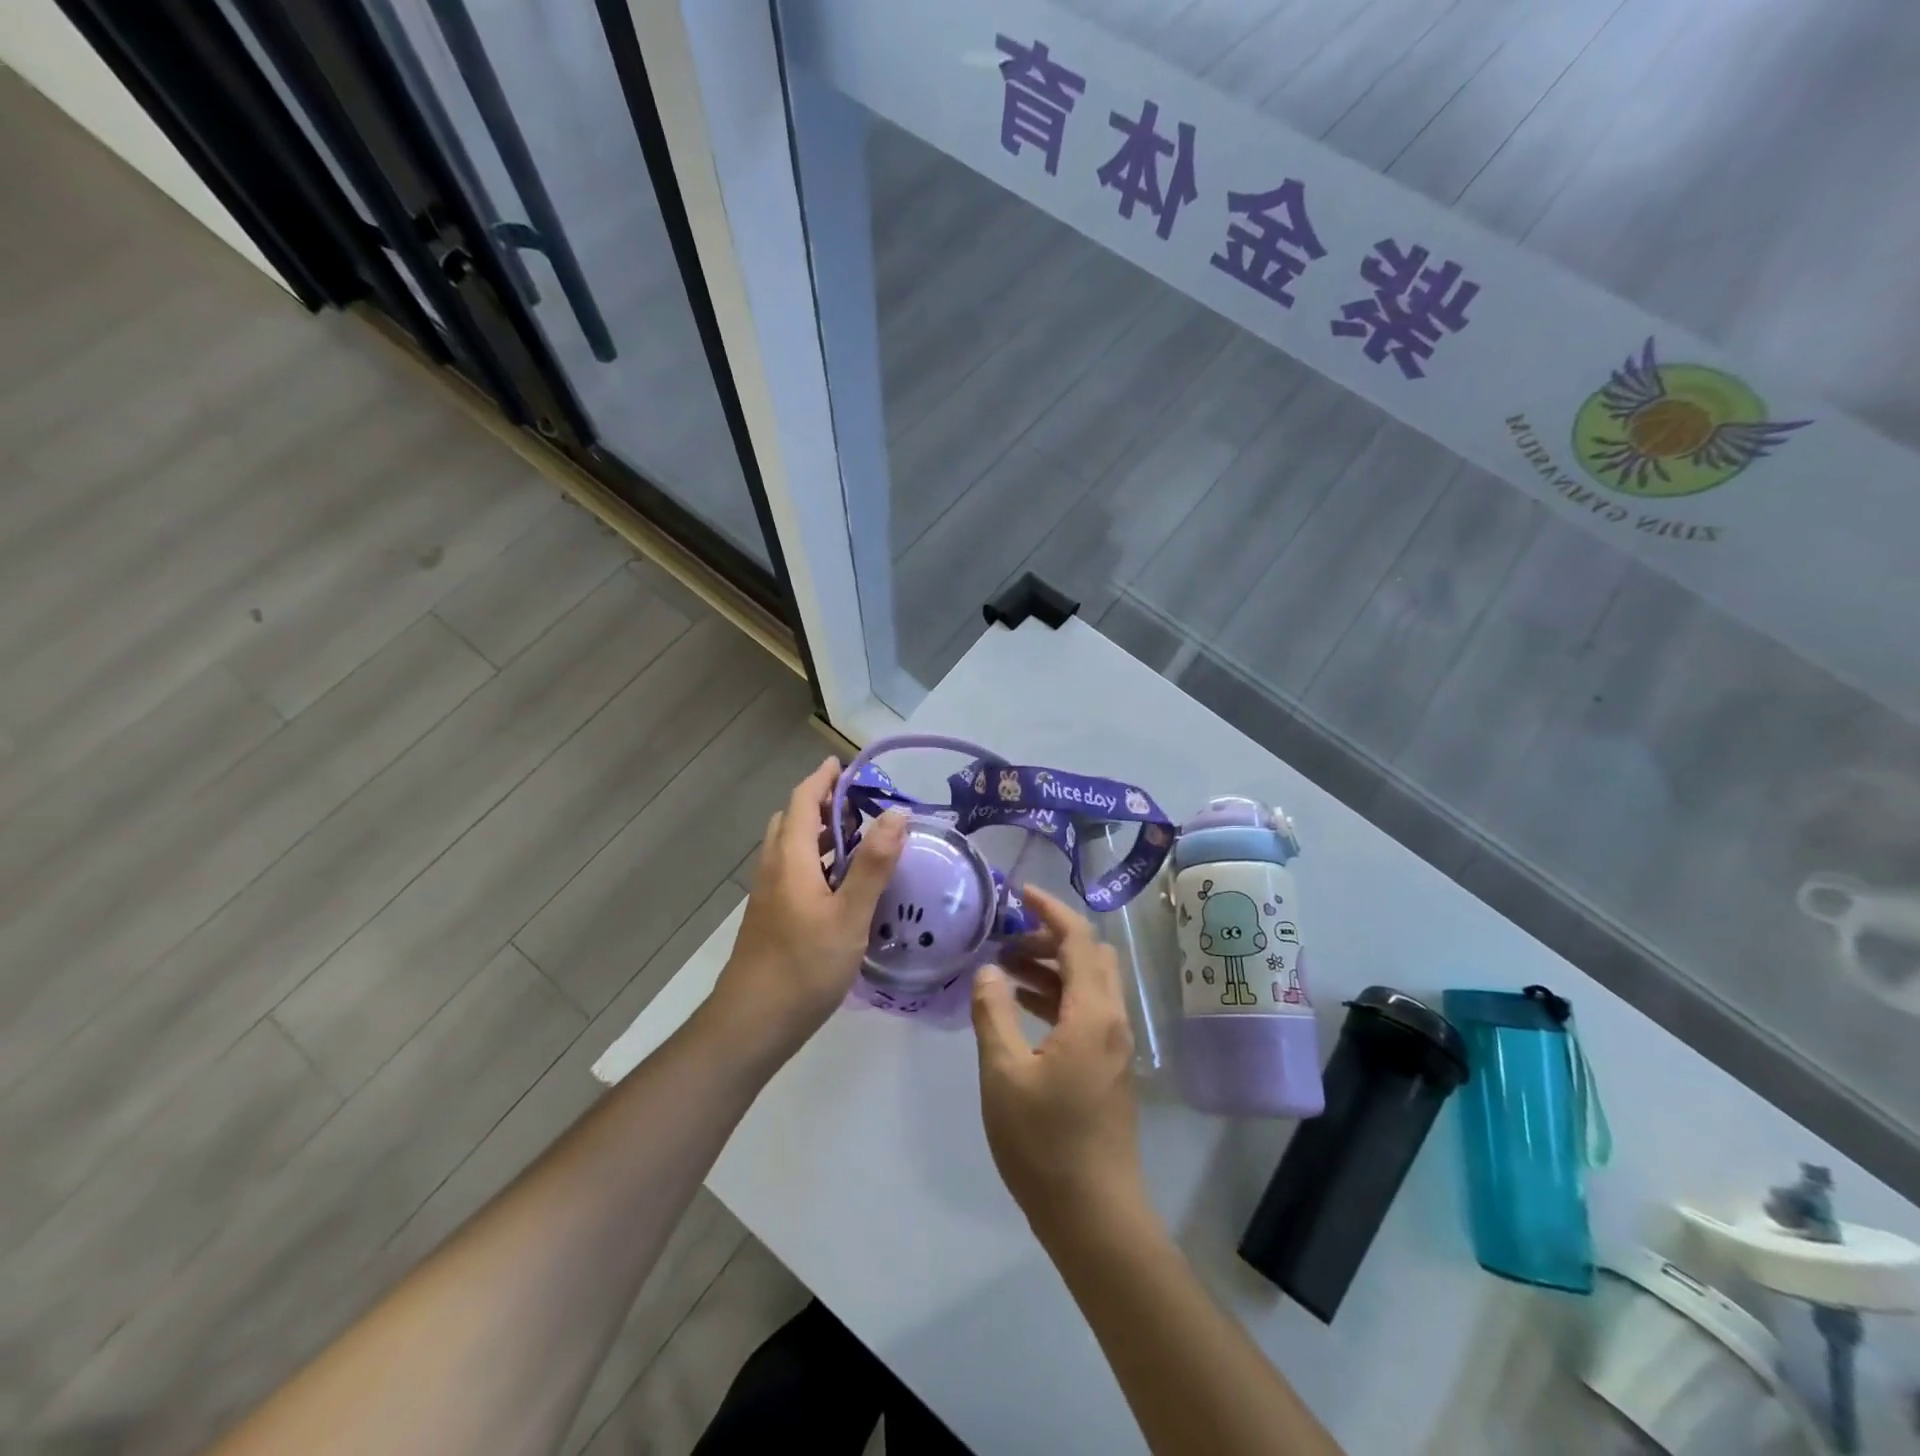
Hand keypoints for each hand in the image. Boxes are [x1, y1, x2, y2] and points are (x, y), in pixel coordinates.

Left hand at [704, 758, 906, 1067]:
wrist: (752, 1023)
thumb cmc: (804, 966)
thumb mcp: (849, 915)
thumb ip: (873, 864)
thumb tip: (896, 814)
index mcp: (791, 859)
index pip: (802, 800)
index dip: (823, 778)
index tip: (846, 764)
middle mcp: (774, 868)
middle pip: (792, 819)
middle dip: (822, 802)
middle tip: (860, 804)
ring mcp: (768, 894)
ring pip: (791, 847)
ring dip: (818, 832)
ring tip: (857, 838)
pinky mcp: (770, 916)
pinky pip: (792, 870)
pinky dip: (815, 859)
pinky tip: (841, 884)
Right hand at [971, 886, 1147, 1242]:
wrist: (1095, 1216)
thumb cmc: (1045, 1143)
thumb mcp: (1004, 1073)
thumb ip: (993, 1013)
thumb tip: (989, 970)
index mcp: (1093, 1013)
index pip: (1079, 939)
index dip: (1050, 909)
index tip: (1019, 892)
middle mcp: (1112, 1020)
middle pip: (1090, 957)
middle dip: (1050, 938)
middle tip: (1006, 941)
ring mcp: (1113, 1045)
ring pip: (1088, 985)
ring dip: (1051, 968)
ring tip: (1003, 970)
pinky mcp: (1107, 1067)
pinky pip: (1085, 1012)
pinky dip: (1056, 997)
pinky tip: (1021, 1009)